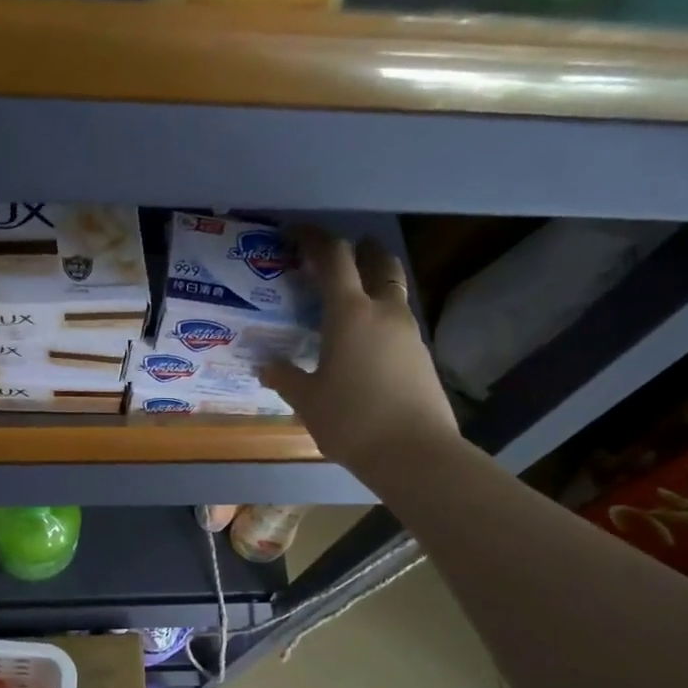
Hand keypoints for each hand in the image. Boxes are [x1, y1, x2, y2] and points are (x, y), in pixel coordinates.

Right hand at [261, 230, 458, 474]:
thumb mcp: (307, 401)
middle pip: (378, 262)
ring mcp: (408, 332)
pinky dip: (382, 315)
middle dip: (358, 251)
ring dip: (374, 282)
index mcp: (350, 313)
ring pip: (393, 290)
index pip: (334, 258)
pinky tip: (365, 341)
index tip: (297, 234)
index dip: (316, 239)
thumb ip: (285, 377)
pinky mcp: (421, 355)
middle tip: (337, 257)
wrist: (414, 453)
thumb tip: (266, 365)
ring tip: (349, 299)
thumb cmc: (351, 421)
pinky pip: (399, 320)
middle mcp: (384, 312)